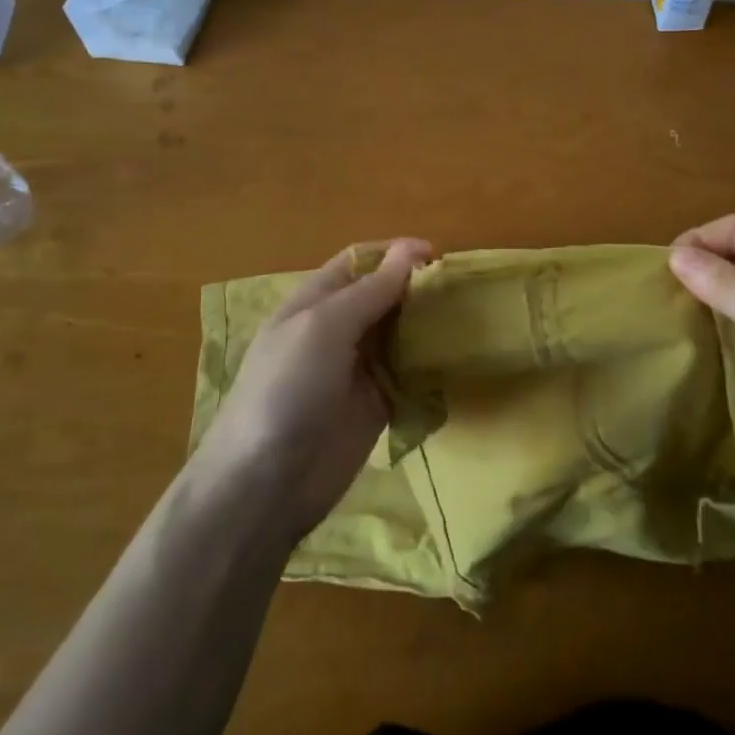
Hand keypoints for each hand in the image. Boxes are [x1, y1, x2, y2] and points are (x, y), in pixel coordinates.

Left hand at [190, 238, 433, 543]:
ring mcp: (358, 369)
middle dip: (418, 289)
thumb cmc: (287, 390)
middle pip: (385, 297)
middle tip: (462, 290)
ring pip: (401, 334)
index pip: (360, 263)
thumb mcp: (323, 327)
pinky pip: (409, 375)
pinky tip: (458, 359)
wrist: (265, 484)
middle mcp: (338, 330)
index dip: (396, 254)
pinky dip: (430, 366)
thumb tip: (411, 250)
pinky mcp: (376, 405)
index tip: (439, 256)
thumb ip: (370, 291)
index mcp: (315, 302)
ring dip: (428, 325)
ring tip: (469, 319)